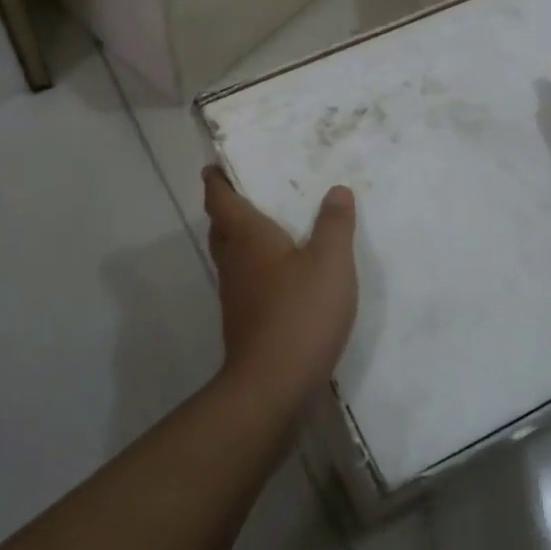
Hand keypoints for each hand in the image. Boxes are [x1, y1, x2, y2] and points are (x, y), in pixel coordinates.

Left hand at [202, 167, 358, 404]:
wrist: (273, 384)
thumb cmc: (300, 312)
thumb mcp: (330, 262)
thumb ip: (334, 224)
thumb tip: (336, 190)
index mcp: (247, 237)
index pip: (220, 198)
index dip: (216, 180)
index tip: (214, 165)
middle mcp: (233, 260)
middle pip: (220, 226)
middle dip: (225, 206)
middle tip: (242, 190)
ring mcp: (234, 293)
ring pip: (229, 254)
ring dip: (238, 236)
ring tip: (264, 225)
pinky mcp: (243, 319)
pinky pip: (243, 278)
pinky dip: (252, 264)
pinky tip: (278, 273)